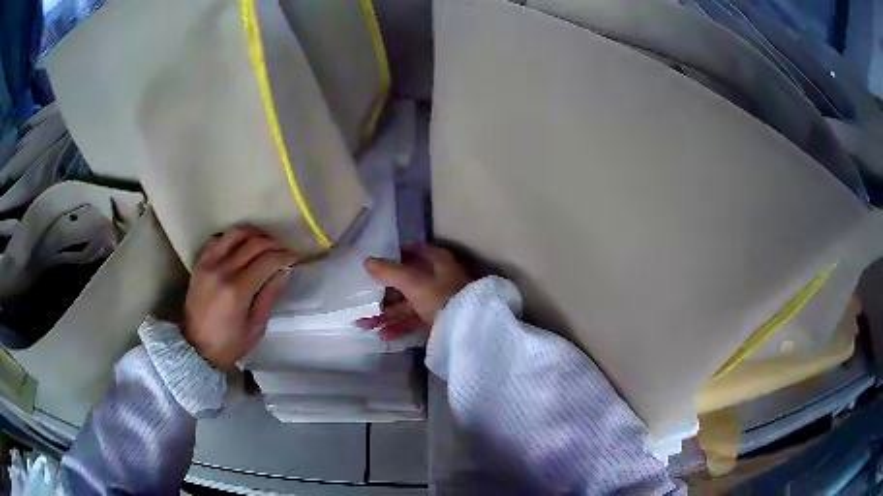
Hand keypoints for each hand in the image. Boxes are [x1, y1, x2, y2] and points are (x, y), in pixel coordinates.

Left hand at [183, 227, 298, 367]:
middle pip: (254, 244)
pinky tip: (241, 247)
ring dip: (254, 235)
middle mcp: (223, 270)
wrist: (195, 348)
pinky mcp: (200, 264)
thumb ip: (269, 296)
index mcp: (238, 290)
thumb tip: (284, 271)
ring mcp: (209, 264)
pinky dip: (233, 238)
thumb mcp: (256, 327)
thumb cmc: (229, 344)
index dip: (285, 256)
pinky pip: (218, 240)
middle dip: (274, 244)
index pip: (268, 261)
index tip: (296, 257)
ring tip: (264, 244)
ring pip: (235, 234)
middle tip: (284, 250)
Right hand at [359, 245, 471, 339]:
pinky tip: (382, 335)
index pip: (416, 252)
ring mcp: (438, 301)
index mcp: (438, 262)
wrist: (467, 328)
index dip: (397, 254)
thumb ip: (390, 272)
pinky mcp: (437, 320)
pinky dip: (399, 326)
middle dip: (384, 292)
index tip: (377, 260)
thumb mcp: (414, 283)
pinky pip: (415, 321)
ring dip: (387, 314)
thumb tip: (367, 261)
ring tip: (365, 323)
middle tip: (363, 298)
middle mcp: (439, 279)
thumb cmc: (441, 297)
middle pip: (407, 282)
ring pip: (408, 305)